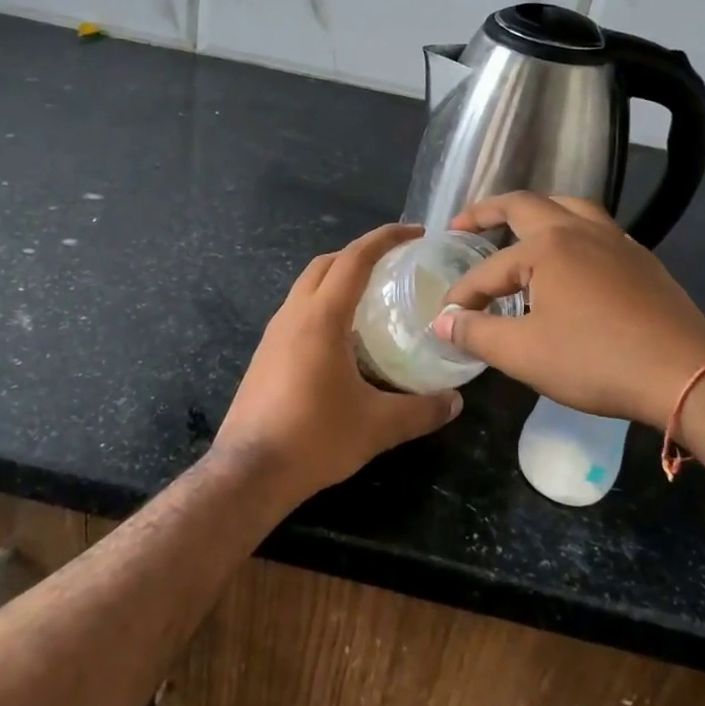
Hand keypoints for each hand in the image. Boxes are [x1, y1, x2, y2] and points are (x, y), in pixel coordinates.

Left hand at [214, 223, 463, 508]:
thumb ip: (421, 410)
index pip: (355, 259)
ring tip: (371, 296)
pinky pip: (297, 311)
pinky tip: (342, 337)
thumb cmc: (314, 438)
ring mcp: (274, 334)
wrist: (248, 472)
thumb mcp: (377, 426)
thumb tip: (455, 401)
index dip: (386, 238)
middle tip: (394, 263)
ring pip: (307, 286)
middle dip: (360, 253)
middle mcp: (294, 314)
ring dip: (338, 277)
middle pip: (326, 263)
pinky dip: (323, 304)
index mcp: (322, 317)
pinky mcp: (265, 354)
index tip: (415, 233)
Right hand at [430, 193, 704, 428]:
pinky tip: (569, 258)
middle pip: (525, 205)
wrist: (686, 373)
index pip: (489, 269)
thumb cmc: (597, 360)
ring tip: (517, 227)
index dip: (463, 295)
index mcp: (547, 246)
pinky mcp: (640, 259)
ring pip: (568, 206)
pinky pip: (594, 228)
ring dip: (536, 211)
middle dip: (488, 212)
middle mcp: (579, 230)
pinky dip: (569, 229)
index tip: (446, 319)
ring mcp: (615, 240)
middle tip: (462, 224)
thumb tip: (443, 323)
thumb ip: (477, 334)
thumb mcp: (524, 354)